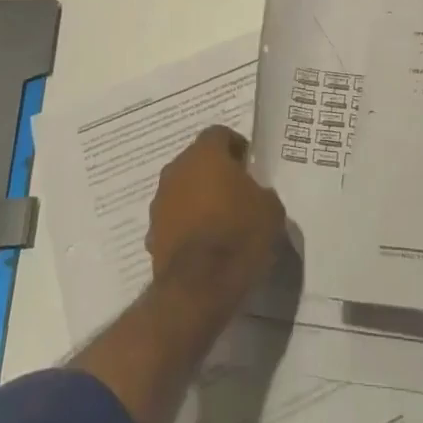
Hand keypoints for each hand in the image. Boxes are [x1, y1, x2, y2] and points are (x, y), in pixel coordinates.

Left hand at [147, 126, 285, 300]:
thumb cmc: (239, 235)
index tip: (249, 167)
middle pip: (197, 161)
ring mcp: (160, 202)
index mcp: (205, 154)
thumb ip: (260, 191)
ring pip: (182, 189)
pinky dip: (186, 225)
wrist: (200, 288)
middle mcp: (176, 170)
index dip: (236, 147)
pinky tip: (204, 245)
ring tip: (220, 221)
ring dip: (198, 198)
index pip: (220, 134)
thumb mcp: (270, 208)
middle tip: (236, 192)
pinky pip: (173, 219)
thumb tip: (254, 194)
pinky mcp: (151, 234)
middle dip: (215, 172)